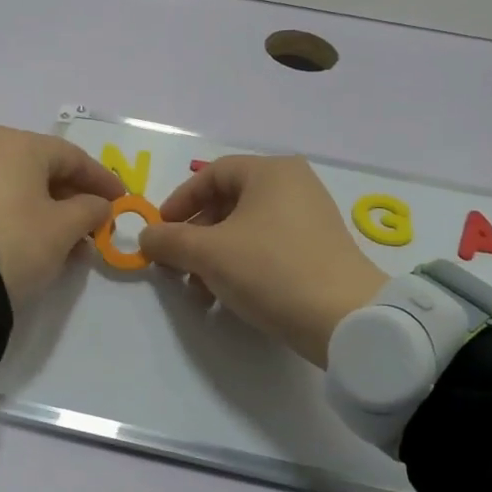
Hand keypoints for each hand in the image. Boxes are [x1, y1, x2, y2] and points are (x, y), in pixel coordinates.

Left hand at [0, 127, 124, 304]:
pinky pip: (2, 201)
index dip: (102, 180)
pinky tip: (38, 243)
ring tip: (71, 241)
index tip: (123, 201)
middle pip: (47, 170)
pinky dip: (25, 217)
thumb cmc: (14, 241)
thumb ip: (90, 210)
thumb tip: (98, 204)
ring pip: (24, 187)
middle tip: (97, 225)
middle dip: (76, 197)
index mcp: (22, 145)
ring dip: (52, 211)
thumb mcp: (63, 228)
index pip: (74, 157)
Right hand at [138, 156, 385, 367]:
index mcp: (271, 172)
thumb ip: (170, 240)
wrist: (345, 319)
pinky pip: (268, 246)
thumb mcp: (209, 254)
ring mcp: (310, 217)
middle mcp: (294, 185)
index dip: (179, 201)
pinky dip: (241, 265)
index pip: (212, 174)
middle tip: (176, 266)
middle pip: (228, 202)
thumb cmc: (271, 270)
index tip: (160, 231)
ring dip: (214, 257)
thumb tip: (146, 237)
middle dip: (195, 236)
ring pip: (246, 229)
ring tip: (199, 292)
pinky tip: (228, 298)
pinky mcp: (319, 249)